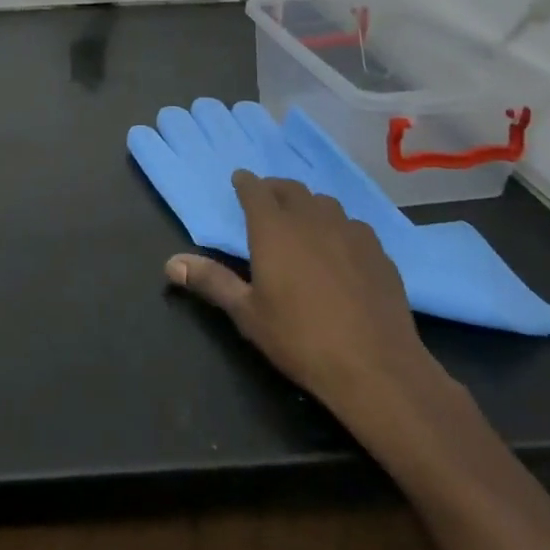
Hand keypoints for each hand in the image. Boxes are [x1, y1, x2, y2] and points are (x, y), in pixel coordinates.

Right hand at [165, 170, 444, 429]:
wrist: (376, 368)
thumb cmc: (300, 339)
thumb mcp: (247, 313)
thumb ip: (211, 282)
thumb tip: (170, 263)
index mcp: (274, 229)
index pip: (255, 190)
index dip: (245, 183)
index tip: (239, 181)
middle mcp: (312, 219)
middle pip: (291, 189)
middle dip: (275, 189)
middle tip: (266, 199)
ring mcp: (350, 233)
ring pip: (325, 204)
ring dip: (309, 205)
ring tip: (302, 221)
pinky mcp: (379, 253)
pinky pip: (354, 226)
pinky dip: (339, 228)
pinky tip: (340, 249)